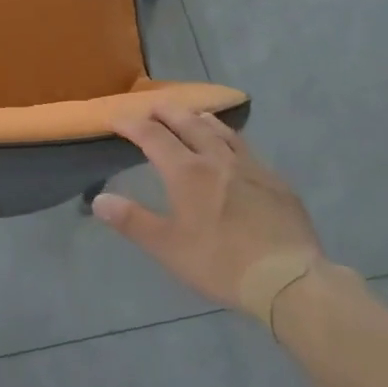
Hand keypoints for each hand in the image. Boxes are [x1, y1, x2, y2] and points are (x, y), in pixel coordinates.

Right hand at [91, 104, 322, 312]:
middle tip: (151, 108)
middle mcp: (217, 158)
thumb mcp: (168, 248)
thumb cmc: (220, 263)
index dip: (132, 124)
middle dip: (165, 112)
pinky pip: (246, 147)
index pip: (153, 136)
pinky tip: (232, 149)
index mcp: (187, 172)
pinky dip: (229, 138)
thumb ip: (132, 221)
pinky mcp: (275, 181)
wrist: (288, 278)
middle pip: (188, 123)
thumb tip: (99, 200)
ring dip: (199, 119)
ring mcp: (250, 166)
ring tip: (191, 116)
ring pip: (221, 130)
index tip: (116, 118)